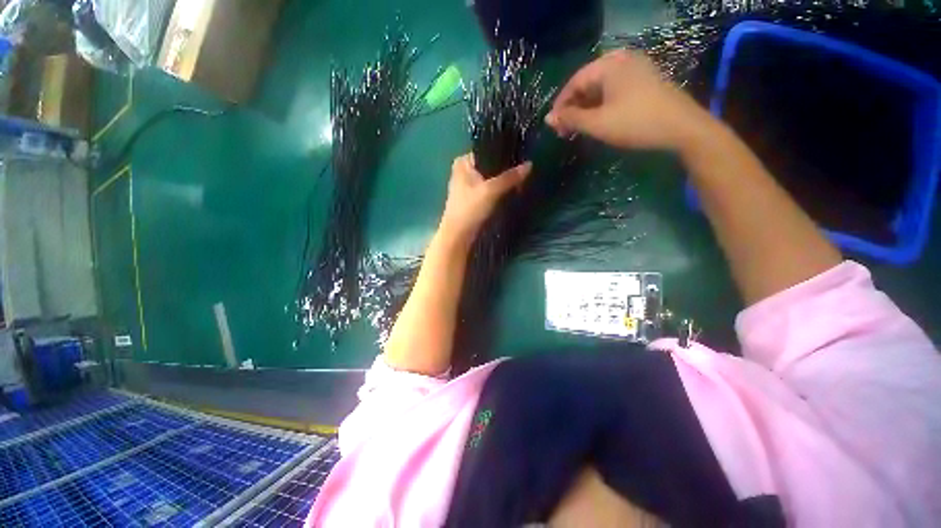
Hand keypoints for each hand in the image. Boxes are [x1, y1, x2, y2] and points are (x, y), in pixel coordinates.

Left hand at [439, 153, 531, 244]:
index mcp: (463, 162)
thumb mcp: (491, 191)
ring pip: (490, 178)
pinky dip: (498, 190)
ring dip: (503, 181)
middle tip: (524, 172)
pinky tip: (511, 191)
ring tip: (521, 181)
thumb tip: (530, 165)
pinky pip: (489, 189)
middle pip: (490, 165)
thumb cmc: (470, 209)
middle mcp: (464, 171)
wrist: (458, 235)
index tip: (522, 158)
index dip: (504, 154)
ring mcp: (467, 185)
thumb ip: (510, 177)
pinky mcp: (472, 198)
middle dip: (505, 170)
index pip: (488, 150)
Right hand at [545, 49, 713, 151]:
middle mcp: (621, 61)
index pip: (574, 82)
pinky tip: (596, 121)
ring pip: (600, 89)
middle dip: (573, 108)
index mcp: (609, 65)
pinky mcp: (643, 81)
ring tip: (578, 129)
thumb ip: (570, 119)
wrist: (682, 128)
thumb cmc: (635, 123)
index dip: (561, 105)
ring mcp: (635, 70)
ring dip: (586, 109)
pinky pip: (613, 91)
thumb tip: (548, 118)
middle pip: (587, 84)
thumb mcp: (597, 123)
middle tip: (565, 131)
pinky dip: (601, 106)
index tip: (553, 126)